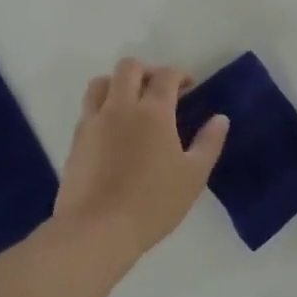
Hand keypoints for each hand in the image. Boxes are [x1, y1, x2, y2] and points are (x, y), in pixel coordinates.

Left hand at [55, 58, 228, 268]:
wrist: (96, 229)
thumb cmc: (152, 203)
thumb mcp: (193, 176)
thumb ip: (209, 143)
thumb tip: (220, 118)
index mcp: (153, 112)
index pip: (166, 75)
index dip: (179, 74)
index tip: (189, 86)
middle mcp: (120, 107)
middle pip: (129, 67)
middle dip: (147, 70)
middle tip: (160, 90)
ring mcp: (94, 121)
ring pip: (101, 82)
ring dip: (118, 83)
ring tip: (131, 103)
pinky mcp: (76, 139)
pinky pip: (88, 108)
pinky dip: (102, 107)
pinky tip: (112, 129)